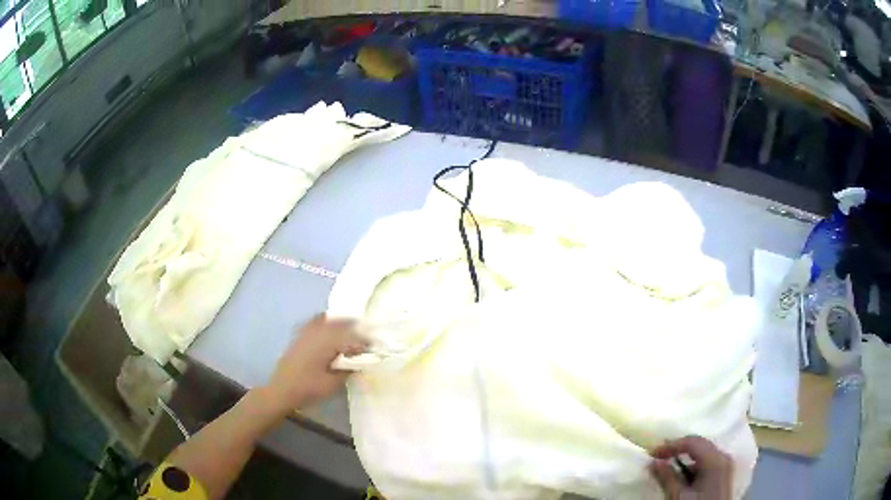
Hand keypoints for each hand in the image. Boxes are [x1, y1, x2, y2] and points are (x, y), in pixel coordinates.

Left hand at [262, 314, 366, 415]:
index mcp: (325, 342)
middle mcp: (316, 332)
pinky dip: (326, 321)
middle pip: (340, 323)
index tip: (374, 347)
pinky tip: (330, 328)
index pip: (350, 335)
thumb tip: (359, 361)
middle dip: (355, 328)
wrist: (281, 390)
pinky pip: (316, 321)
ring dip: (341, 323)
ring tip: (351, 331)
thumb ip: (348, 370)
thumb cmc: (308, 388)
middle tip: (366, 338)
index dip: (364, 340)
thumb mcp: (332, 384)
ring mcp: (306, 332)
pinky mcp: (299, 336)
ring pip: (328, 319)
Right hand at [649, 436, 732, 499]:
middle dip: (678, 451)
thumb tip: (654, 462)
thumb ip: (667, 478)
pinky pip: (707, 464)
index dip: (671, 445)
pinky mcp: (723, 475)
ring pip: (703, 455)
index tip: (652, 454)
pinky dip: (693, 468)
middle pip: (699, 445)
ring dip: (685, 460)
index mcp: (715, 459)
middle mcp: (723, 457)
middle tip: (659, 458)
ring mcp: (725, 466)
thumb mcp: (678, 496)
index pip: (692, 441)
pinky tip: (683, 479)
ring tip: (668, 470)